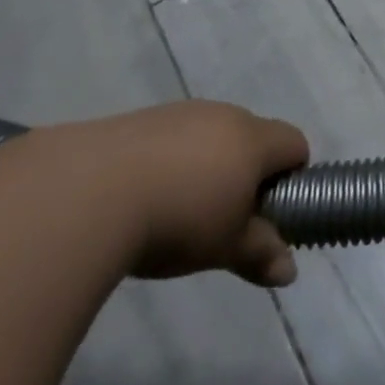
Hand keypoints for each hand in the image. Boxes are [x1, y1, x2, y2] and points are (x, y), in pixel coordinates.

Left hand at [96, 101, 309, 287]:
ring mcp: (180, 112)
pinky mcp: (141, 119)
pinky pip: (173, 137)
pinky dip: (171, 162)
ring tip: (178, 212)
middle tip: (225, 219)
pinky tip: (144, 197)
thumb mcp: (225, 246)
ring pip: (210, 135)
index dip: (292, 176)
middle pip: (253, 136)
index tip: (270, 212)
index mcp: (253, 138)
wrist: (89, 192)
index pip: (295, 143)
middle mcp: (222, 114)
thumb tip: (289, 271)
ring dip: (207, 166)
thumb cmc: (178, 219)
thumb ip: (260, 253)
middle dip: (247, 174)